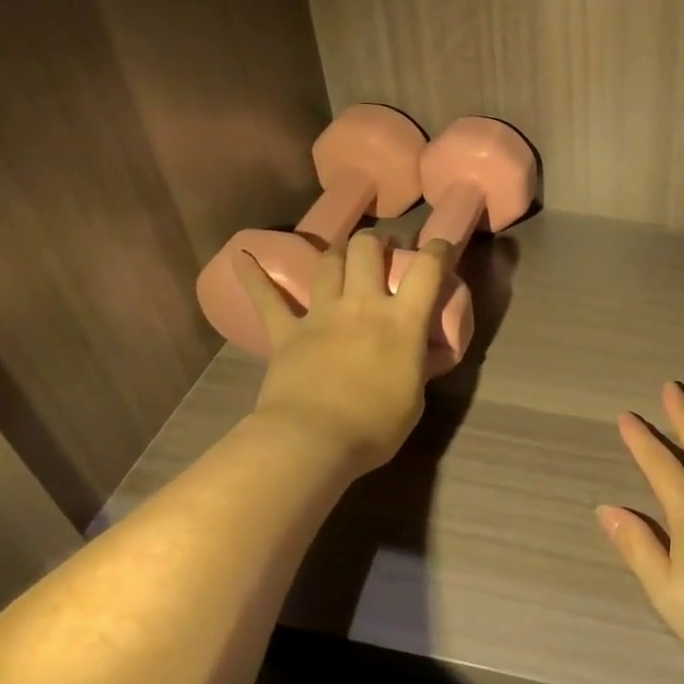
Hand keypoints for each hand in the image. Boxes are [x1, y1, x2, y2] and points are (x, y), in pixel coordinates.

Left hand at [235, 231, 453, 476]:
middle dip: (377, 243)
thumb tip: (420, 355)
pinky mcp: (286, 332)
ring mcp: (321, 314)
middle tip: (382, 251)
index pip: (427, 270)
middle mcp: (363, 305)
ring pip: (328, 263)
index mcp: (403, 321)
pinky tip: (242, 258)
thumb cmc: (375, 426)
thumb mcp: (414, 398)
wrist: (313, 441)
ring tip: (343, 256)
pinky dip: (254, 277)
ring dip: (337, 253)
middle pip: (367, 249)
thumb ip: (417, 367)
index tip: (441, 246)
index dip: (438, 250)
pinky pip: (267, 299)